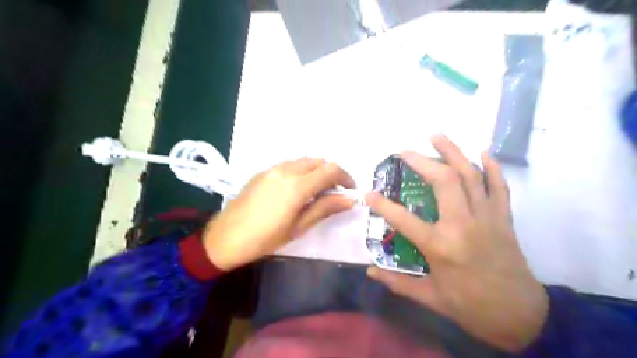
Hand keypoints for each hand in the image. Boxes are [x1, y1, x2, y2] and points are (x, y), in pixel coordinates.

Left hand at [203, 158, 356, 268]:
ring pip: (304, 160)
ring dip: (316, 171)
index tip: (350, 190)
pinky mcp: (263, 172)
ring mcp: (272, 168)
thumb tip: (349, 200)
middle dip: (331, 173)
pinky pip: (289, 164)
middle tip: (334, 192)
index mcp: (297, 185)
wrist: (226, 237)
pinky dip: (301, 171)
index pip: (331, 170)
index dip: (346, 178)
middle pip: (319, 161)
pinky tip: (296, 189)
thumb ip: (324, 208)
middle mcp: (286, 170)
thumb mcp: (298, 227)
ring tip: (316, 191)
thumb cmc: (265, 238)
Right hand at [367, 136, 550, 353]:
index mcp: (441, 246)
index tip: (368, 194)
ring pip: (470, 176)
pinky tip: (482, 151)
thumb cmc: (471, 307)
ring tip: (436, 135)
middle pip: (443, 182)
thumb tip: (370, 272)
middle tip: (405, 151)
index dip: (383, 205)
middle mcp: (463, 225)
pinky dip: (492, 167)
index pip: (404, 220)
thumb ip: (398, 283)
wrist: (522, 316)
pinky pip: (499, 186)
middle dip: (422, 161)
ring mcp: (487, 218)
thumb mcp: (431, 298)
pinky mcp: (503, 218)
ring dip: (452, 152)